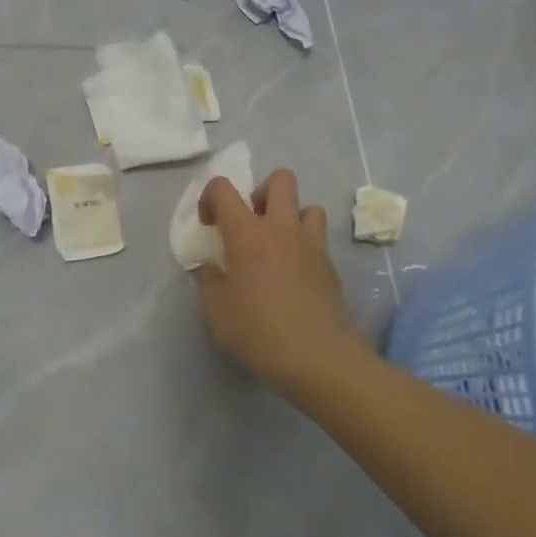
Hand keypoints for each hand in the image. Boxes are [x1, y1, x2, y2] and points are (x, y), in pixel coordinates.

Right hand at [194, 168, 366, 394]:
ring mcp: (311, 244)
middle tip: (252, 221)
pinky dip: (305, 244)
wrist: (317, 356)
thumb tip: (204, 267)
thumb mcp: (216, 311)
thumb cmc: (257, 331)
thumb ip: (207, 281)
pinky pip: (319, 237)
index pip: (223, 189)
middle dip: (262, 191)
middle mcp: (281, 227)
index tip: (209, 225)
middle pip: (280, 179)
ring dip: (291, 216)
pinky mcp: (330, 264)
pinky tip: (295, 273)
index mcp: (246, 233)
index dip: (210, 197)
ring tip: (279, 244)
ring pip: (308, 205)